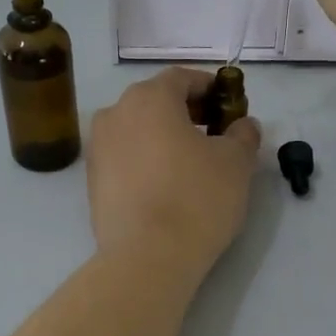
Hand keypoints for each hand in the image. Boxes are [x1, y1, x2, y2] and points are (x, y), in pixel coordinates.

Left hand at [88, 69, 260, 276]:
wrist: (147, 257)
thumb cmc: (196, 199)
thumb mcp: (236, 163)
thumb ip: (243, 134)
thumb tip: (243, 125)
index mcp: (149, 98)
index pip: (182, 78)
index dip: (209, 88)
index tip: (228, 107)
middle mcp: (116, 113)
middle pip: (155, 101)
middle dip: (186, 112)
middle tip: (214, 135)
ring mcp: (98, 147)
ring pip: (137, 130)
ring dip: (163, 137)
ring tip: (190, 163)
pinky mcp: (92, 180)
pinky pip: (124, 157)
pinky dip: (145, 160)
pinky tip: (166, 185)